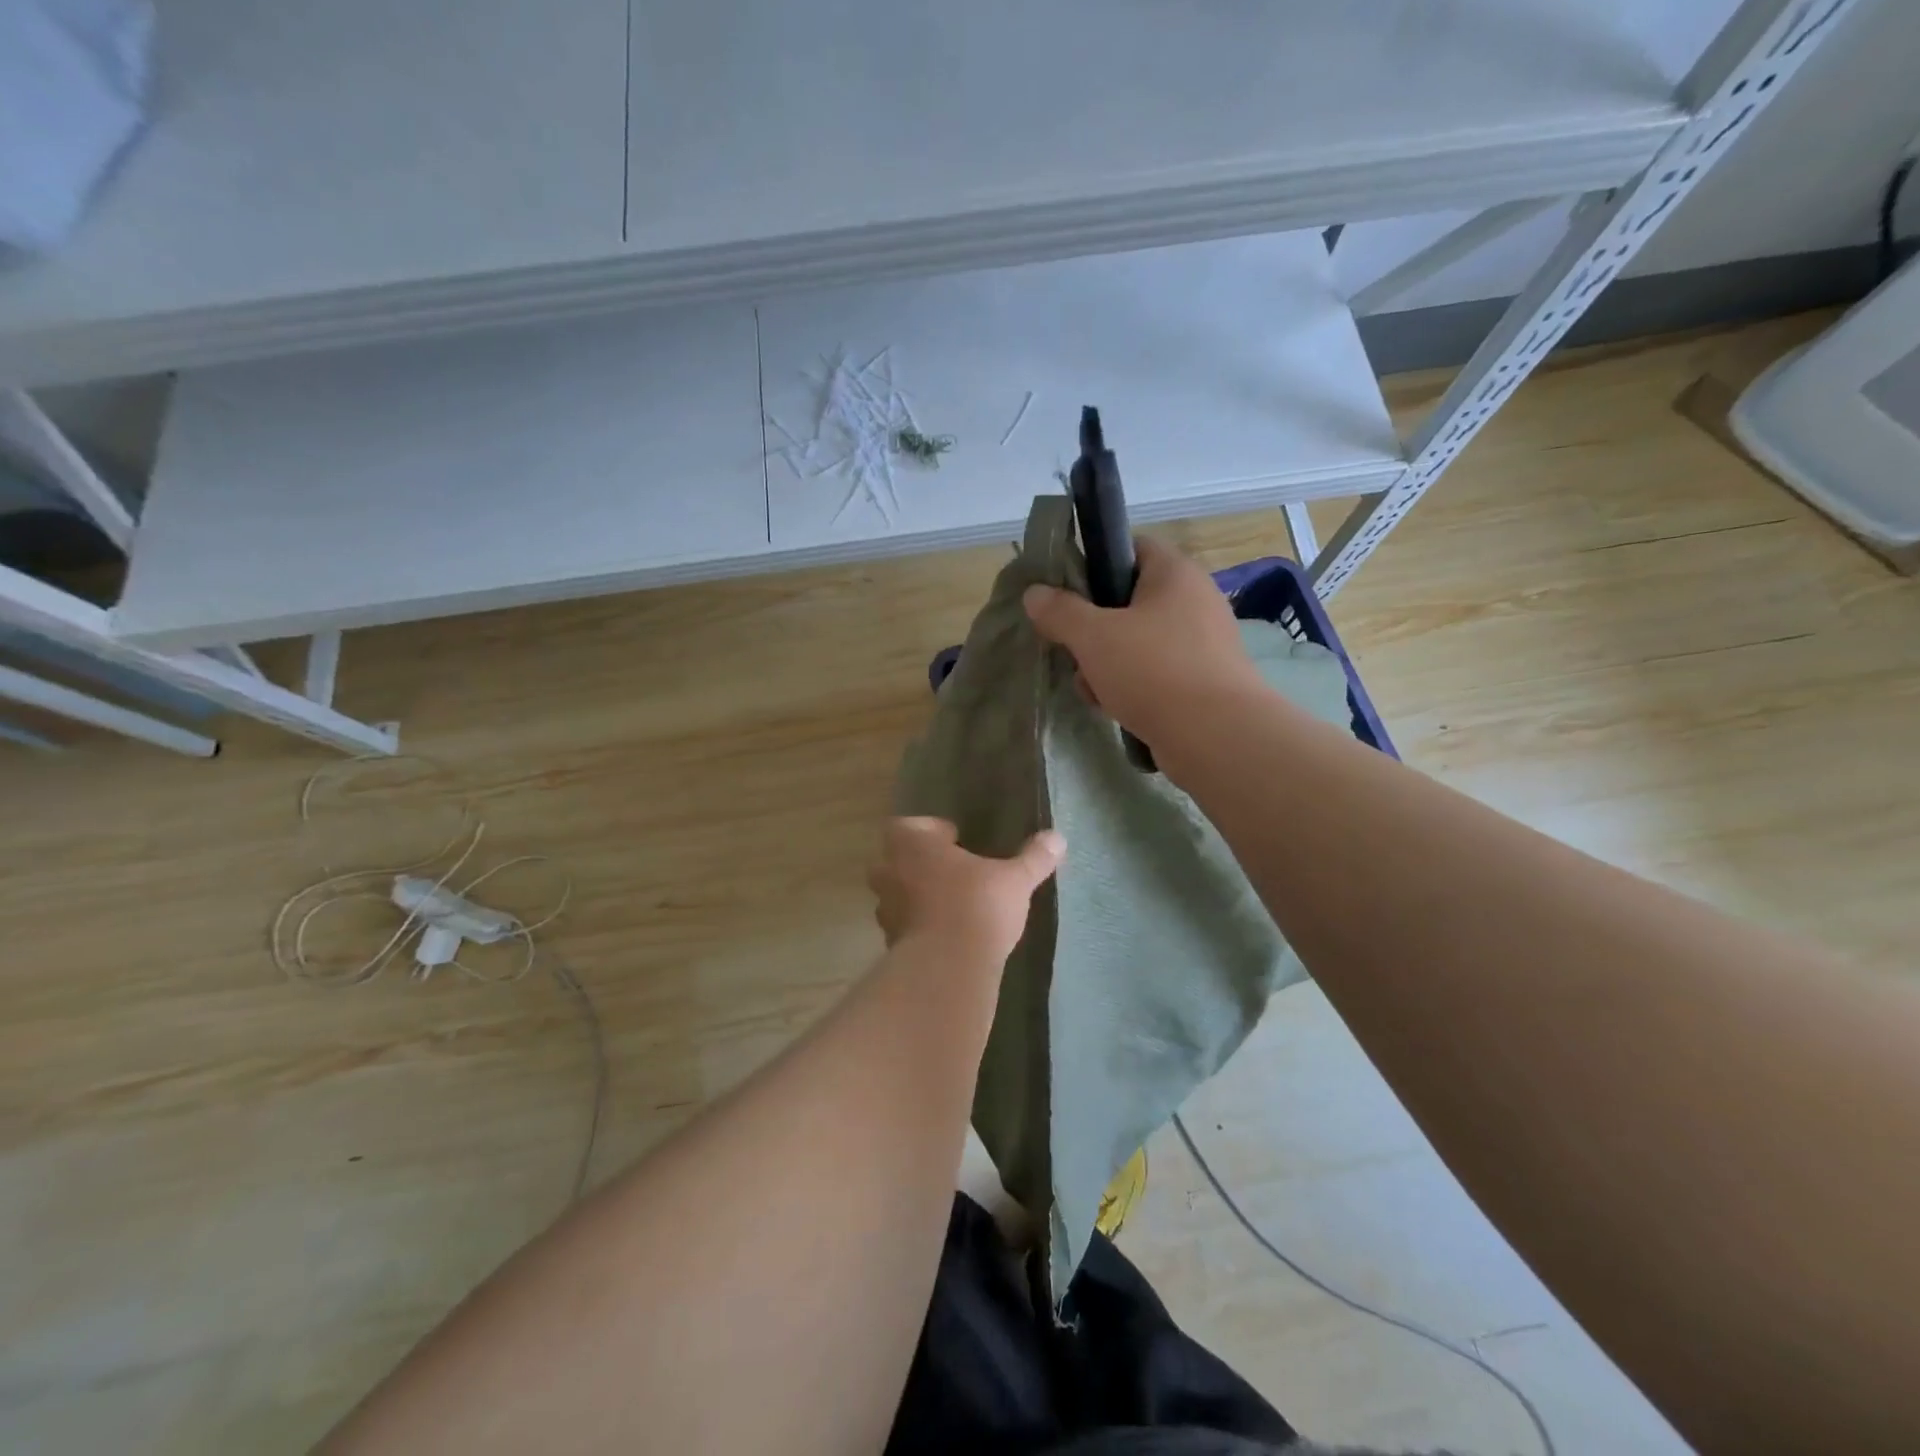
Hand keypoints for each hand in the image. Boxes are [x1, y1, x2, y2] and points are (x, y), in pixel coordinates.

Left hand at [868, 817, 1064, 960]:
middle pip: (893, 859)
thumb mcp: (1015, 880)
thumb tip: (1057, 838)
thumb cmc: (977, 906)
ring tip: (948, 903)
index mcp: (913, 846)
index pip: (905, 825)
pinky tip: (944, 934)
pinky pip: (901, 926)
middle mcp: (891, 872)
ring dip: (914, 895)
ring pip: (894, 894)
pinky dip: (916, 926)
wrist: (948, 968)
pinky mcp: (891, 943)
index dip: (927, 830)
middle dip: (916, 863)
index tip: (954, 839)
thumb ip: (1033, 858)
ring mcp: (887, 909)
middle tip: (949, 870)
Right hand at [1022, 536, 1265, 749]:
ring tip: (1094, 690)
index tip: (1069, 594)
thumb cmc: (1153, 670)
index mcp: (1176, 573)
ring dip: (1108, 664)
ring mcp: (1204, 643)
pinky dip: (1134, 687)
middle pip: (1130, 601)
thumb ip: (1060, 611)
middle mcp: (1196, 600)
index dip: (1097, 563)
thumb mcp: (1093, 637)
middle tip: (1075, 651)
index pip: (1133, 547)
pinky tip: (1117, 709)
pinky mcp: (1205, 681)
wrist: (1216, 736)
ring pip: (1140, 642)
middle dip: (1095, 629)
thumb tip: (1035, 594)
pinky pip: (1157, 673)